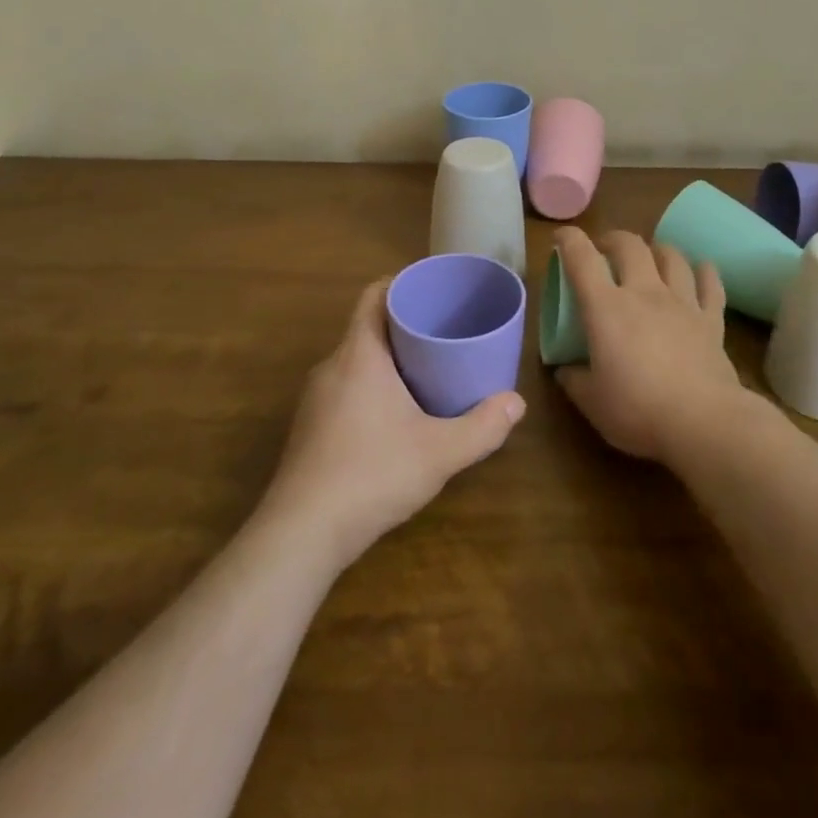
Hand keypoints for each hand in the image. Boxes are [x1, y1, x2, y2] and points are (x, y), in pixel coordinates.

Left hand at [260, 279, 525, 569]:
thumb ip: (482, 427)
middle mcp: (332, 366)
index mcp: (359, 354)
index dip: (402, 284)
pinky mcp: (309, 427)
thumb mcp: (439, 452)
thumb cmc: (372, 474)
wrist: (301, 534)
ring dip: (387, 359)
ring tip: (426, 371)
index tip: (433, 290)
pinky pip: (344, 387)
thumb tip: (517, 403)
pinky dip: (370, 386)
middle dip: (404, 325)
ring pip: (355, 360)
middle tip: (444, 333)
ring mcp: (315, 398)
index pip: (374, 295)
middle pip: (368, 327)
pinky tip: (393, 416)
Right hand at [553, 226, 748, 461]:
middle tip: (605, 251)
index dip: (569, 240)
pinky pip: (710, 284)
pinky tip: (701, 270)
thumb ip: (574, 380)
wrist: (703, 422)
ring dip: (657, 250)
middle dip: (613, 240)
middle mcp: (644, 292)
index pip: (582, 258)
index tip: (561, 239)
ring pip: (672, 257)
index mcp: (606, 307)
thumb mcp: (591, 402)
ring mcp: (682, 303)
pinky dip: (704, 272)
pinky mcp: (711, 320)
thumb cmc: (638, 410)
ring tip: (650, 258)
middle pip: (630, 245)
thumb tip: (565, 370)